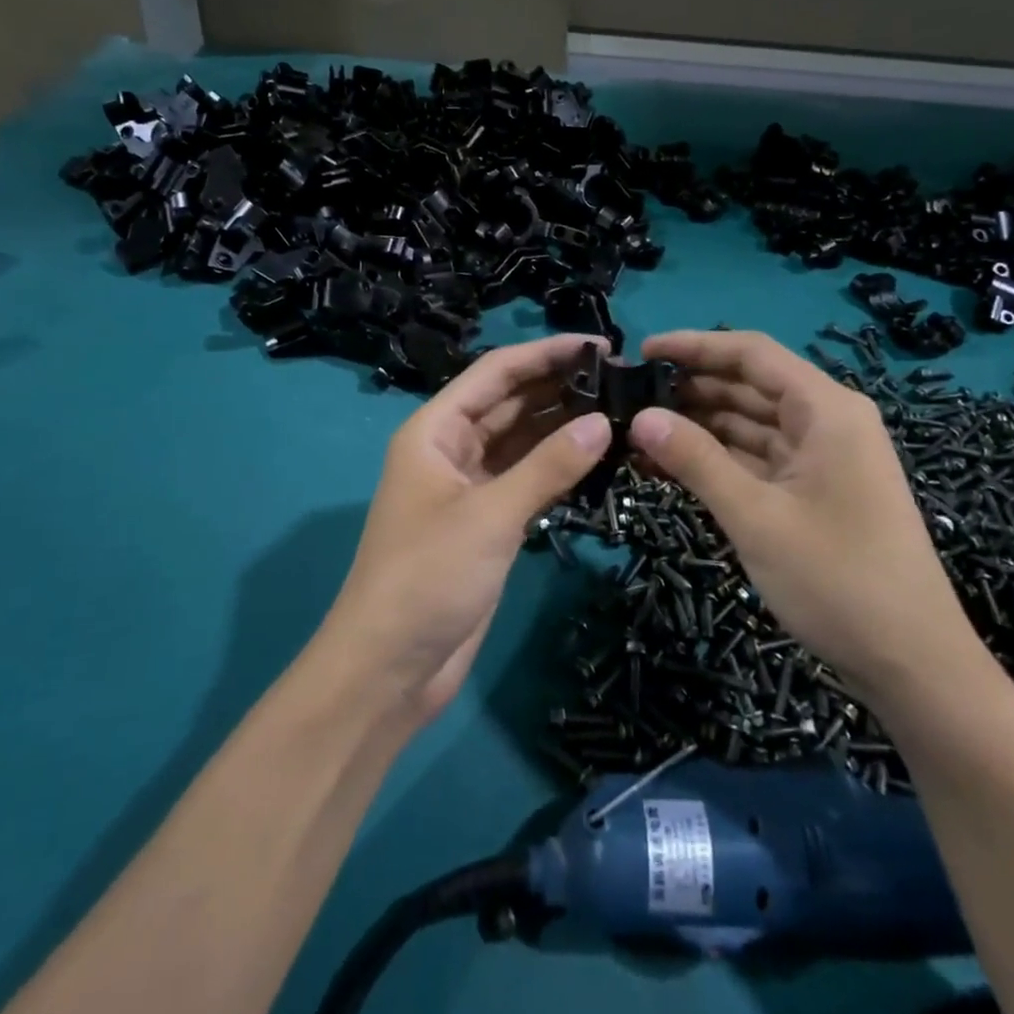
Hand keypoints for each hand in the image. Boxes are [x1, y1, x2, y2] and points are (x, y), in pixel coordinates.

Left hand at [320, 336, 610, 724]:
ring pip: (522, 441)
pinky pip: (527, 478)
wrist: (389, 667)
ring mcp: (470, 487)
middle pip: (510, 402)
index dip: (545, 353)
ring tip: (621, 410)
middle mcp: (450, 449)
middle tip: (624, 380)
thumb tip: (602, 423)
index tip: (600, 345)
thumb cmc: (427, 577)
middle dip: (560, 387)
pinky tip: (599, 457)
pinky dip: (558, 467)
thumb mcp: (490, 516)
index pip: (495, 373)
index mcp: (435, 430)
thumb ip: (548, 467)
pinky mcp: (487, 522)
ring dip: (563, 426)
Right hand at [628, 329, 981, 705]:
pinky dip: (717, 461)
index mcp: (826, 410)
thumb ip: (696, 460)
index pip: (751, 353)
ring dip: (698, 427)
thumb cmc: (839, 580)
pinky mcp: (813, 493)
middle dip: (690, 388)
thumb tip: (640, 417)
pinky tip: (669, 466)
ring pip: (749, 425)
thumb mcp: (756, 517)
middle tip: (628, 397)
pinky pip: (757, 461)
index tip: (642, 352)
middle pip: (749, 386)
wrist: (914, 667)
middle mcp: (826, 422)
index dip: (694, 346)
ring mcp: (821, 459)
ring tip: (637, 430)